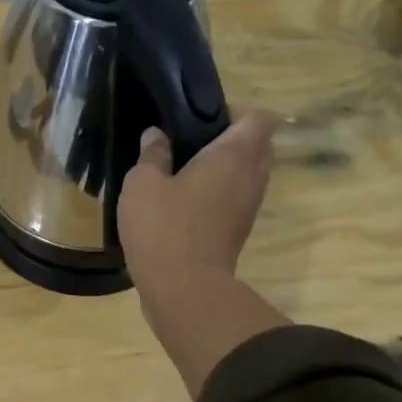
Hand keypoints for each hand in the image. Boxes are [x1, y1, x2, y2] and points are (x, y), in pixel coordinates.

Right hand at [118, 110, 276, 294]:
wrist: (184, 290)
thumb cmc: (164, 227)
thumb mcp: (143, 183)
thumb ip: (152, 154)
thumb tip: (157, 135)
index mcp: (234, 156)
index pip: (259, 118)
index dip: (235, 111)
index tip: (201, 117)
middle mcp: (251, 177)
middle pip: (258, 144)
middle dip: (231, 137)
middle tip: (191, 140)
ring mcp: (249, 207)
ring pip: (248, 173)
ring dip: (225, 167)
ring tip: (184, 168)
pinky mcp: (238, 231)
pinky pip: (236, 197)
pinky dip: (219, 191)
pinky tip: (183, 198)